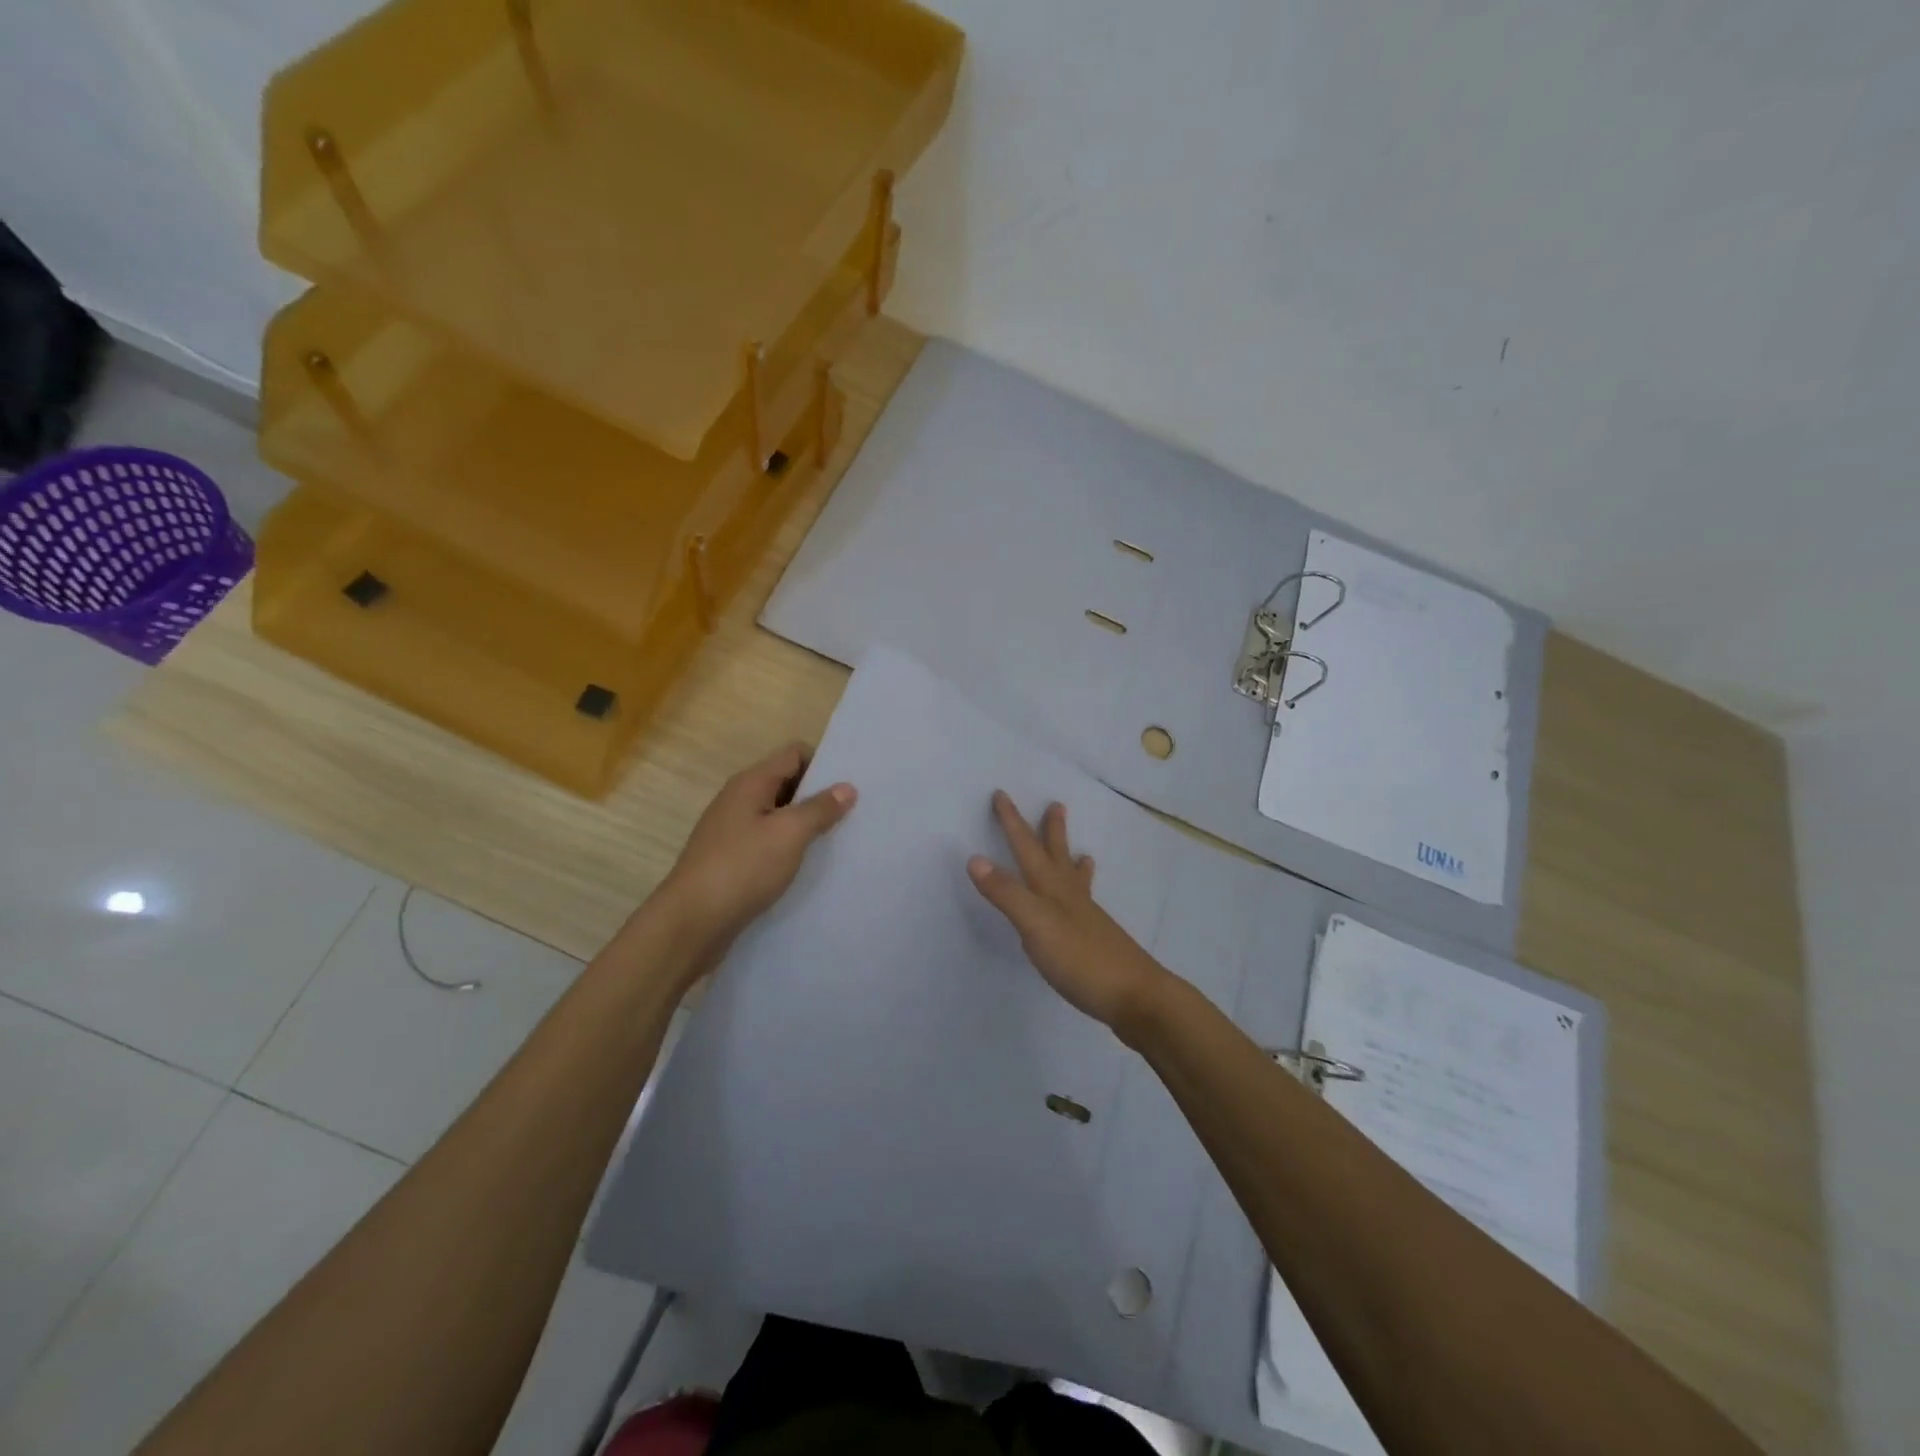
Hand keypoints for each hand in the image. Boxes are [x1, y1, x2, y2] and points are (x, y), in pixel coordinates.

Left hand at [657, 742, 855, 963]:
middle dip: (817, 795)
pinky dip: (788, 847)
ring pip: (777, 815)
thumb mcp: (789, 834)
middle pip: (786, 783)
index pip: (793, 754)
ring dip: (804, 824)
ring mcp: (732, 830)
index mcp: (751, 783)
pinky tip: (806, 865)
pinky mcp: (731, 859)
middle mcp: (739, 800)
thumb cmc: (742, 868)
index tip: (850, 785)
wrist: (691, 922)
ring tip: (836, 840)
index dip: (823, 763)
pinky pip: (767, 841)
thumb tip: (847, 787)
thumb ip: (820, 808)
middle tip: (852, 813)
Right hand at [967, 791, 1170, 1039]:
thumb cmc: (1082, 959)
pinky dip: (1083, 896)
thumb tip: (974, 858)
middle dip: (1051, 831)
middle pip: (1058, 856)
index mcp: (1053, 890)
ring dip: (1072, 862)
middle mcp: (1071, 897)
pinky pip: (1085, 906)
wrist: (1136, 997)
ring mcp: (1087, 919)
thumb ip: (1006, 894)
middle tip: (1056, 805)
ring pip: (1076, 881)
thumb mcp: (1035, 925)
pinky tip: (1086, 907)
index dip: (1012, 822)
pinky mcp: (1096, 941)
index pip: (1027, 849)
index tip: (1001, 794)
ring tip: (1083, 852)